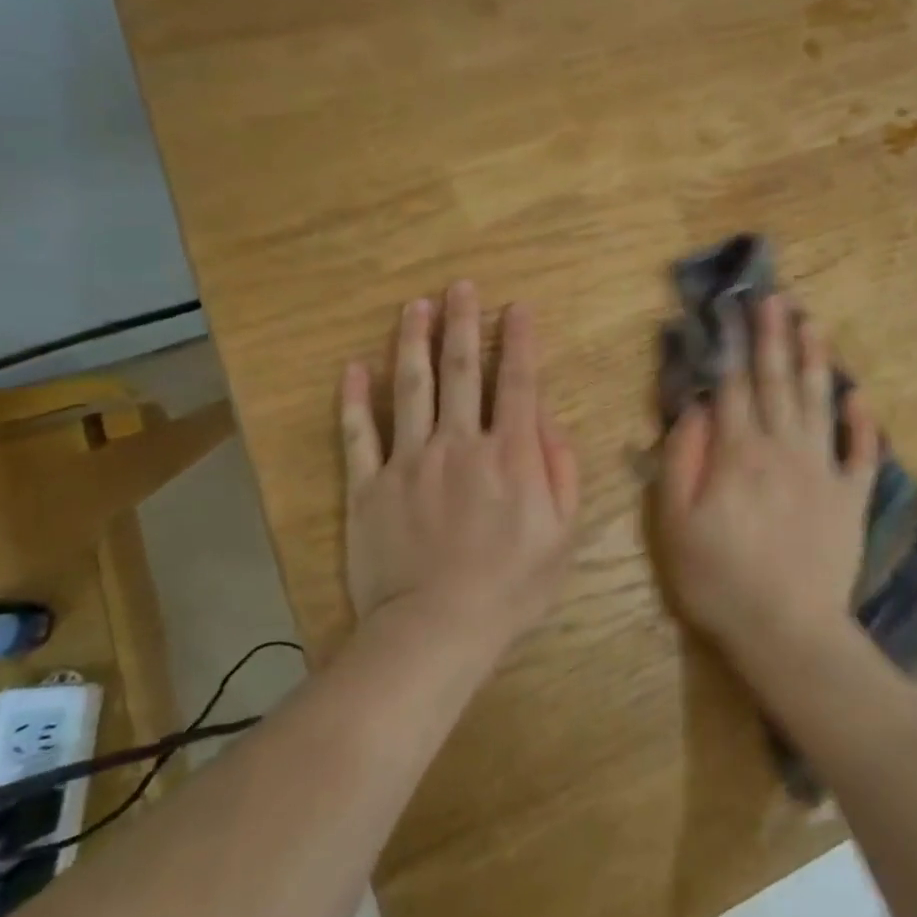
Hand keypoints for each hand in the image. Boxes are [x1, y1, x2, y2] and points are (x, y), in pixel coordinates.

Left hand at [340, 281, 580, 653]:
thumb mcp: (563, 534)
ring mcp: (409, 461)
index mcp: (510, 454)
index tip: (516, 306)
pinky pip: (358, 434)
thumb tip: (547, 422)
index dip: (519, 340)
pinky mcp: (369, 485)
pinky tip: (353, 366)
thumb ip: (561, 471)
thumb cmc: (511, 586)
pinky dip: (354, 399)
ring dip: (413, 341)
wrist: (436, 630)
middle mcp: (459, 443)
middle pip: (462, 370)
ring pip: (411, 387)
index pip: (518, 382)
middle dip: (463, 323)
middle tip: (460, 286)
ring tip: (414, 305)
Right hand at [657, 295, 878, 666]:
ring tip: (813, 323)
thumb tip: (694, 408)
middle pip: (777, 381)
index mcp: (739, 452)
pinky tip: (859, 394)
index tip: (733, 308)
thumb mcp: (675, 523)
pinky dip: (862, 422)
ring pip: (818, 402)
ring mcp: (823, 470)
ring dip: (816, 359)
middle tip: (775, 297)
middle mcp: (783, 448)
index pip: (733, 385)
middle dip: (774, 336)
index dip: (731, 344)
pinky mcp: (851, 497)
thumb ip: (682, 460)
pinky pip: (860, 451)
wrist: (787, 630)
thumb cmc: (719, 580)